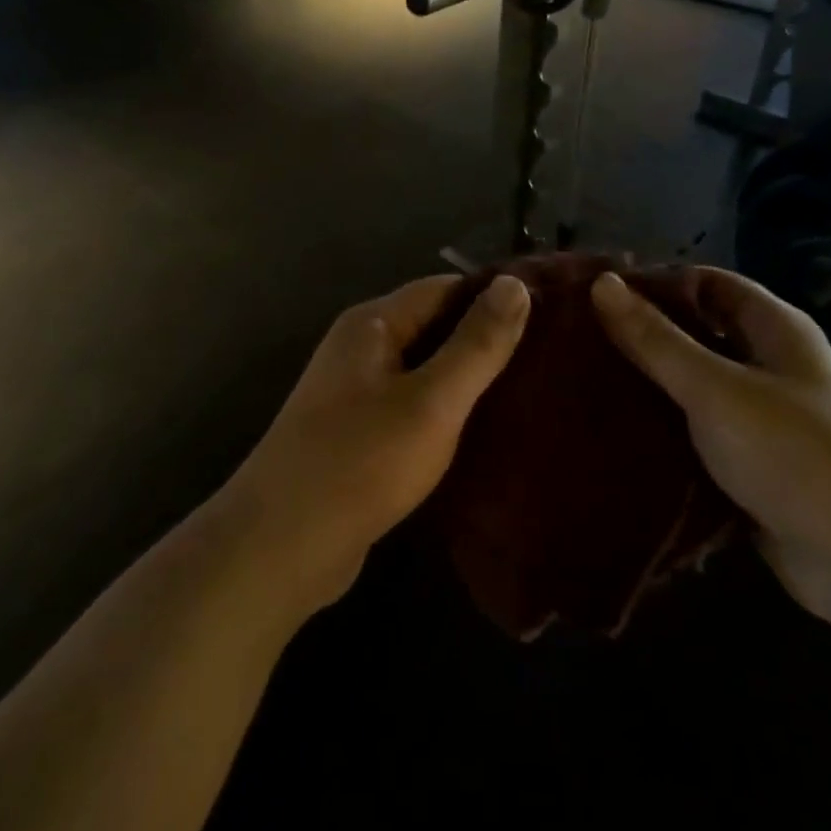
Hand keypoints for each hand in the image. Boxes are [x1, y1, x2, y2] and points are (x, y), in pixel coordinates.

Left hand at [218, 274, 530, 611]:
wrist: (280, 547)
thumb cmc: (361, 462)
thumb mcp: (432, 401)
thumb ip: (476, 343)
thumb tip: (515, 283)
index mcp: (373, 324)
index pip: (445, 288)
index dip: (495, 297)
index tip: (550, 314)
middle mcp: (361, 347)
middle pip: (434, 327)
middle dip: (485, 340)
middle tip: (550, 358)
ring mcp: (355, 392)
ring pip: (425, 370)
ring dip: (468, 380)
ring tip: (530, 393)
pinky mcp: (358, 434)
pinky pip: (412, 406)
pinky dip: (446, 412)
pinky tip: (484, 432)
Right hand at [591, 267, 830, 620]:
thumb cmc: (793, 454)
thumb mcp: (714, 388)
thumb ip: (655, 339)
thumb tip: (601, 283)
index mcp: (775, 329)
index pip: (708, 283)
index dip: (658, 283)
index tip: (600, 295)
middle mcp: (771, 364)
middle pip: (699, 333)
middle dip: (646, 335)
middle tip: (582, 339)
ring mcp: (763, 417)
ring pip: (694, 384)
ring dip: (651, 384)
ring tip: (587, 381)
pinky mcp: (751, 463)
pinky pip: (698, 431)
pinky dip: (664, 428)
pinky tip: (617, 431)